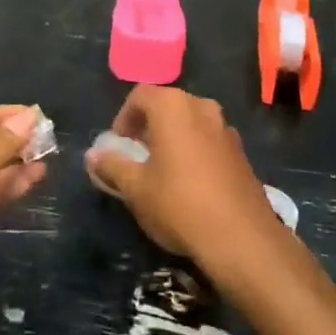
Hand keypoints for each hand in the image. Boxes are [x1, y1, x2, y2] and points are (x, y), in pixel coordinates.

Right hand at [84, 86, 285, 267]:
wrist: (242, 239)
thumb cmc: (179, 204)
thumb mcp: (135, 188)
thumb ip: (112, 166)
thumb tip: (93, 156)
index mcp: (173, 106)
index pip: (140, 95)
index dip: (123, 118)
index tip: (118, 146)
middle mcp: (201, 107)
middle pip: (167, 106)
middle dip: (148, 127)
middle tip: (137, 156)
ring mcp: (226, 128)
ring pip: (190, 123)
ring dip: (173, 139)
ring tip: (162, 172)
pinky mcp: (241, 153)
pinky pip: (209, 141)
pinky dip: (194, 152)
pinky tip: (190, 185)